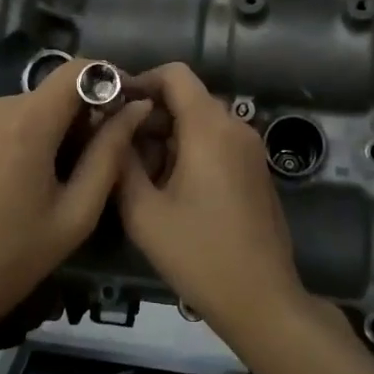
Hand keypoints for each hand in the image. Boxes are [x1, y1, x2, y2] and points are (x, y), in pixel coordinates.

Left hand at [0, 60, 149, 350]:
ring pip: (16, 108)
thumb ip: (110, 154)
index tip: (120, 106)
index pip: (76, 70)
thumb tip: (136, 108)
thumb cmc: (14, 259)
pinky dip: (4, 136)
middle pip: (46, 94)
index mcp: (26, 125)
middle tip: (78, 164)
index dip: (105, 80)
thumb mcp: (76, 214)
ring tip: (35, 179)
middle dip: (70, 118)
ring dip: (36, 129)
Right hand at [115, 64, 307, 329]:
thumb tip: (112, 128)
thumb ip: (121, 161)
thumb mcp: (143, 210)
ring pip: (201, 122)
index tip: (112, 106)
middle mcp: (236, 127)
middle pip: (187, 98)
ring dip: (167, 136)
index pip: (175, 74)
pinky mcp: (255, 171)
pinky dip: (189, 150)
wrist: (261, 298)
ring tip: (137, 173)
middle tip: (116, 146)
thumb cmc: (198, 253)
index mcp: (209, 128)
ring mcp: (250, 150)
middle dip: (149, 115)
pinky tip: (168, 188)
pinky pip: (217, 143)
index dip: (140, 80)